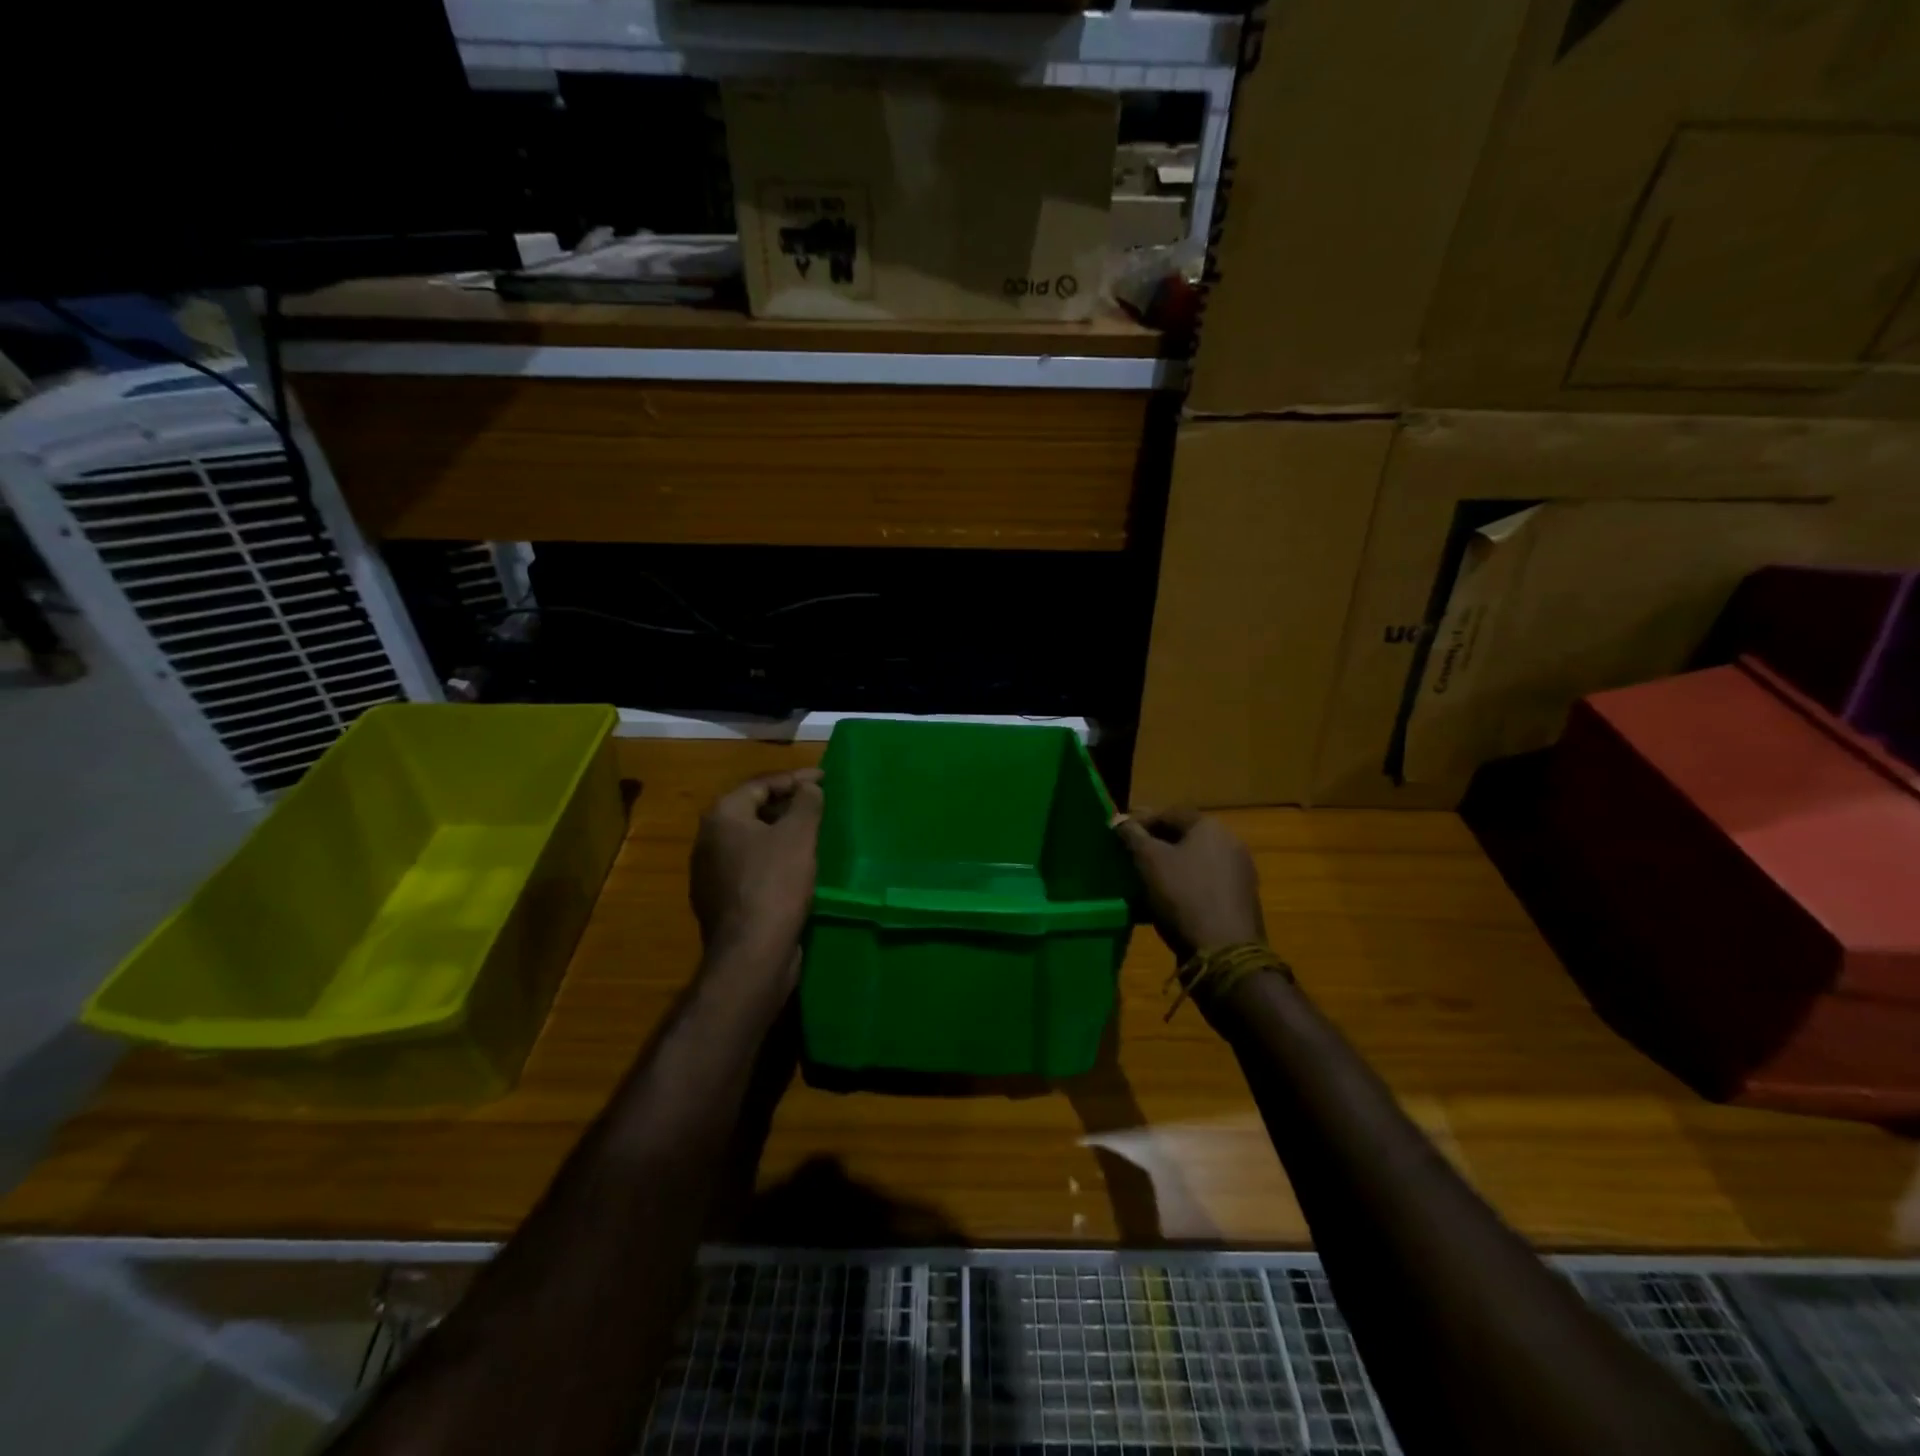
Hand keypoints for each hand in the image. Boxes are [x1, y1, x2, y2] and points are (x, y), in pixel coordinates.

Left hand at [690, 769, 824, 960]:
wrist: (752, 953)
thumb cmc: (775, 883)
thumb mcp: (799, 835)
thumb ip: (806, 803)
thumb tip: (808, 789)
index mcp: (722, 817)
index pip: (760, 784)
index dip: (795, 779)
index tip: (825, 780)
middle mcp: (708, 841)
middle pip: (752, 811)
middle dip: (787, 805)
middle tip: (819, 805)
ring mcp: (710, 874)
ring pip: (752, 842)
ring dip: (781, 834)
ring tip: (812, 834)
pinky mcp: (722, 902)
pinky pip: (751, 868)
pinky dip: (774, 860)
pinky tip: (797, 869)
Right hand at [1112, 808, 1264, 961]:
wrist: (1224, 952)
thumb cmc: (1183, 896)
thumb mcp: (1148, 860)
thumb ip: (1132, 835)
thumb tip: (1120, 820)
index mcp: (1210, 827)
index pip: (1169, 813)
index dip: (1141, 820)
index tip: (1118, 834)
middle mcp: (1230, 843)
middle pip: (1184, 837)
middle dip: (1154, 845)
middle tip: (1128, 857)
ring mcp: (1239, 873)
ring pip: (1193, 862)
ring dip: (1167, 868)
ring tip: (1142, 882)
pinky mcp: (1239, 901)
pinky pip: (1203, 885)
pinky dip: (1182, 887)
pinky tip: (1163, 903)